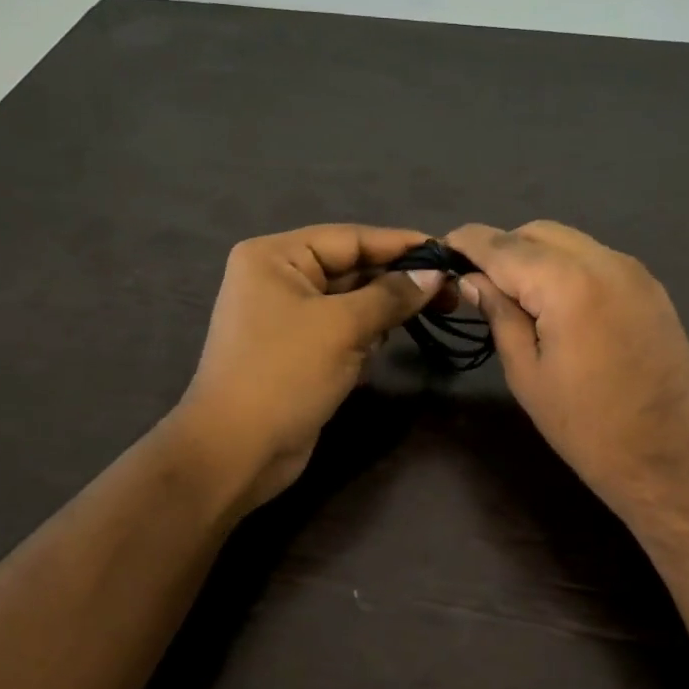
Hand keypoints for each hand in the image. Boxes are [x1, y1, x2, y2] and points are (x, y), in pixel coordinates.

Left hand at [177, 225, 442, 509]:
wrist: (237, 450)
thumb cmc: (285, 374)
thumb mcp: (343, 326)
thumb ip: (392, 295)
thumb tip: (436, 273)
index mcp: (276, 256)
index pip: (350, 238)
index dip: (401, 244)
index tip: (448, 252)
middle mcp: (278, 279)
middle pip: (351, 268)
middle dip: (397, 281)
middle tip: (451, 292)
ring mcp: (287, 317)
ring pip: (351, 301)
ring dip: (383, 311)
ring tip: (429, 314)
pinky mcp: (298, 351)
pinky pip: (342, 330)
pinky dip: (366, 336)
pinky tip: (386, 345)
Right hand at [445, 221, 688, 527]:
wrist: (669, 457)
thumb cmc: (586, 426)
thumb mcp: (527, 374)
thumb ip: (500, 315)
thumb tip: (474, 280)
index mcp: (567, 284)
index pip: (504, 246)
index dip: (468, 242)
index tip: (443, 248)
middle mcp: (605, 262)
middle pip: (539, 232)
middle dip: (504, 247)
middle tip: (480, 283)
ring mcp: (635, 272)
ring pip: (571, 242)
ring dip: (537, 256)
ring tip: (518, 296)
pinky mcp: (652, 289)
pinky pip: (598, 260)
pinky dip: (569, 267)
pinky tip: (558, 304)